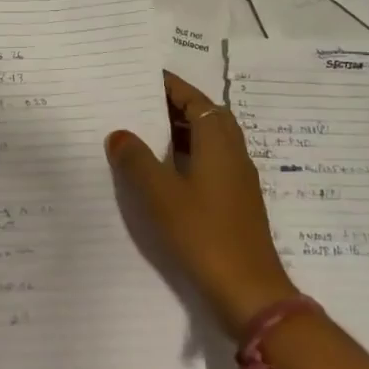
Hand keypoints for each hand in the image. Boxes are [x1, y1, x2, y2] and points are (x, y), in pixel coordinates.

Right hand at [106, 71, 298, 335]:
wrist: (249, 291)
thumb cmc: (204, 233)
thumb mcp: (160, 193)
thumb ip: (136, 159)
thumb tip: (119, 134)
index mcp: (218, 139)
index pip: (193, 97)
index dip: (168, 85)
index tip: (140, 77)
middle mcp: (233, 150)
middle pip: (203, 115)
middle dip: (172, 106)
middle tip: (137, 103)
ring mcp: (237, 177)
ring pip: (206, 140)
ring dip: (179, 132)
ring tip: (142, 133)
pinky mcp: (235, 201)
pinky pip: (209, 162)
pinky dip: (186, 155)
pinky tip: (162, 172)